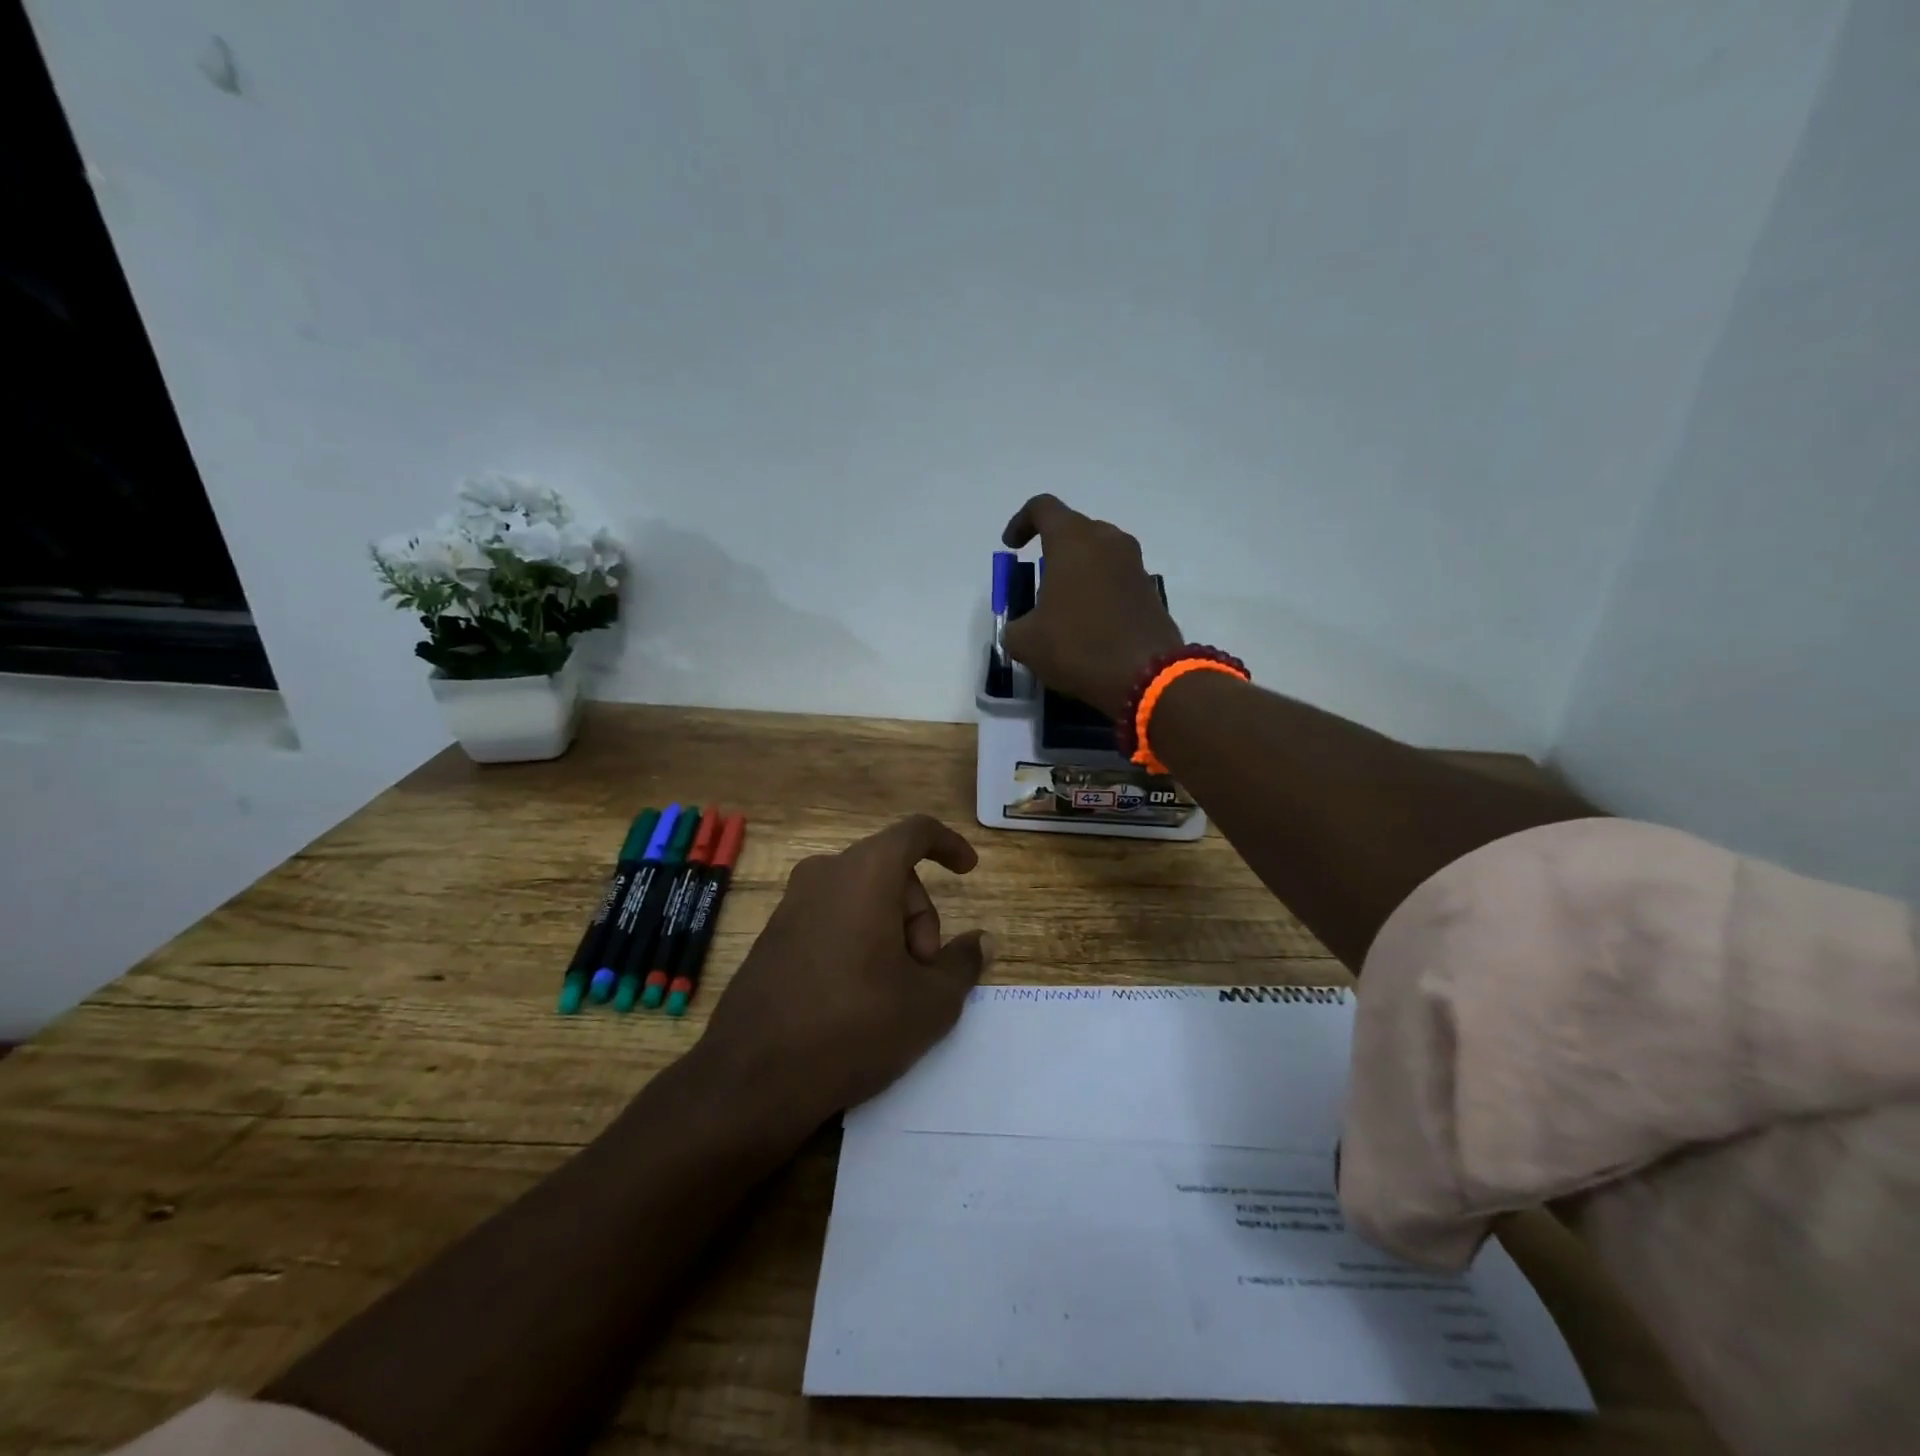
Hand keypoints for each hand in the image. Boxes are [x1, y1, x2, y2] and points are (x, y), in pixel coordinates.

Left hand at [699, 815, 993, 1131]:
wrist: (752, 1078)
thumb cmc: (854, 1026)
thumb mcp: (929, 1003)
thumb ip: (962, 963)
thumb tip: (981, 941)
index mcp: (865, 873)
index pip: (915, 832)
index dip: (948, 844)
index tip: (968, 870)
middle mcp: (824, 874)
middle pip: (890, 871)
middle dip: (919, 914)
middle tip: (924, 971)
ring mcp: (791, 903)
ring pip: (860, 895)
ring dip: (889, 929)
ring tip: (892, 990)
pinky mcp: (772, 933)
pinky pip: (830, 915)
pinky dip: (856, 937)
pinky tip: (856, 993)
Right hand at [1002, 494, 1183, 719]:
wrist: (1145, 675)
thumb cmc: (1077, 646)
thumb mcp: (1026, 642)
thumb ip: (1015, 626)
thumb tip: (1021, 628)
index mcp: (1073, 540)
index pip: (1043, 508)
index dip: (1021, 522)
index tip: (1012, 548)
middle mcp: (1108, 541)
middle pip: (1075, 529)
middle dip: (1053, 549)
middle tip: (1039, 580)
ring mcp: (1134, 564)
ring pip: (1099, 553)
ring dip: (1079, 570)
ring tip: (1063, 604)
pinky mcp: (1149, 590)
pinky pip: (1116, 577)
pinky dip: (1099, 590)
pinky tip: (1089, 623)